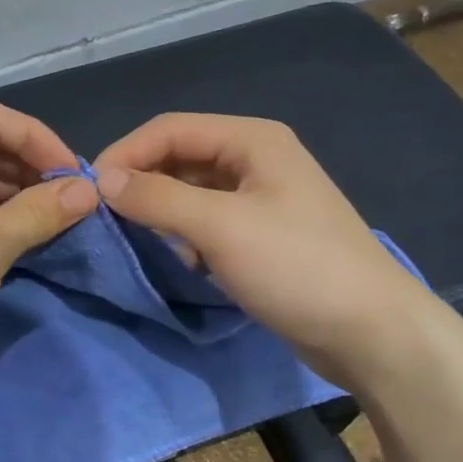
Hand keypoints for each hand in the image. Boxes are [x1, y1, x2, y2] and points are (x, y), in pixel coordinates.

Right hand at [94, 113, 437, 385]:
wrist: (372, 333)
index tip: (90, 191)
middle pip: (180, 156)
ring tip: (144, 240)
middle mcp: (255, 159)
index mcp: (251, 140)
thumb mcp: (219, 227)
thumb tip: (102, 180)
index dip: (126, 153)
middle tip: (108, 218)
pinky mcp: (262, 234)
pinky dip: (186, 234)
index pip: (169, 128)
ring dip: (162, 211)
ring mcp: (261, 198)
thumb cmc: (296, 267)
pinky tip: (186, 260)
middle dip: (143, 182)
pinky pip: (208, 220)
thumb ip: (157, 198)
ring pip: (191, 191)